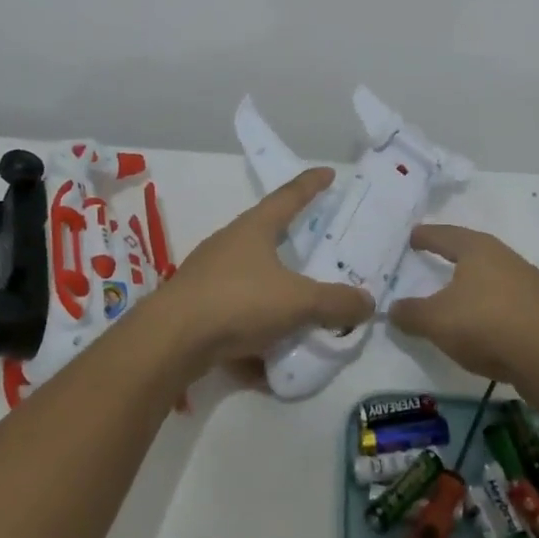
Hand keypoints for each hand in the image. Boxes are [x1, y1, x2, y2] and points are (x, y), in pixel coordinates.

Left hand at [155, 168, 372, 369]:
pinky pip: (235, 318)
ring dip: (275, 296)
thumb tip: (368, 302)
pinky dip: (254, 335)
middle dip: (292, 243)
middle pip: (267, 236)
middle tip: (318, 247)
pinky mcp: (196, 309)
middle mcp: (230, 244)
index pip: (289, 196)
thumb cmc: (238, 302)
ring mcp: (209, 276)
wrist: (170, 341)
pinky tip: (266, 364)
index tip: (328, 172)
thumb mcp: (298, 301)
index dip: (311, 185)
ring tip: (300, 316)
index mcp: (254, 228)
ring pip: (252, 281)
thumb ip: (336, 302)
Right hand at [388, 225, 538, 386]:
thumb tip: (393, 309)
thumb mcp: (435, 321)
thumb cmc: (485, 325)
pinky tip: (525, 319)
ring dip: (492, 283)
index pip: (446, 236)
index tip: (415, 236)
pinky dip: (525, 309)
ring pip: (508, 276)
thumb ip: (411, 313)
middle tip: (445, 259)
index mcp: (478, 251)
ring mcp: (536, 285)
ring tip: (479, 292)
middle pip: (479, 252)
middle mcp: (508, 259)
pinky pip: (534, 305)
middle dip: (461, 255)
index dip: (428, 236)